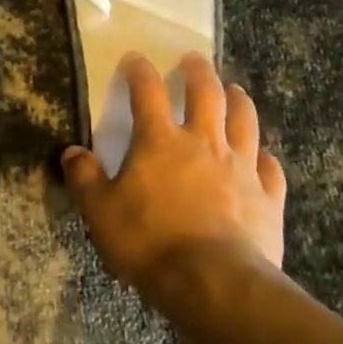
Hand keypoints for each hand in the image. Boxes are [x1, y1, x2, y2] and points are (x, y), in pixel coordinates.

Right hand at [62, 52, 285, 297]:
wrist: (215, 284)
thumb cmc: (150, 243)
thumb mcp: (101, 212)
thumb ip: (85, 179)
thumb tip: (71, 153)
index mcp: (160, 141)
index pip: (148, 92)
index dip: (140, 71)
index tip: (135, 58)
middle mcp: (203, 143)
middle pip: (206, 94)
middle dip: (199, 72)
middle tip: (195, 59)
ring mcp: (241, 168)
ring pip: (245, 122)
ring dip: (239, 101)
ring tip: (235, 90)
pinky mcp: (268, 198)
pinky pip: (271, 169)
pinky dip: (265, 158)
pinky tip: (263, 157)